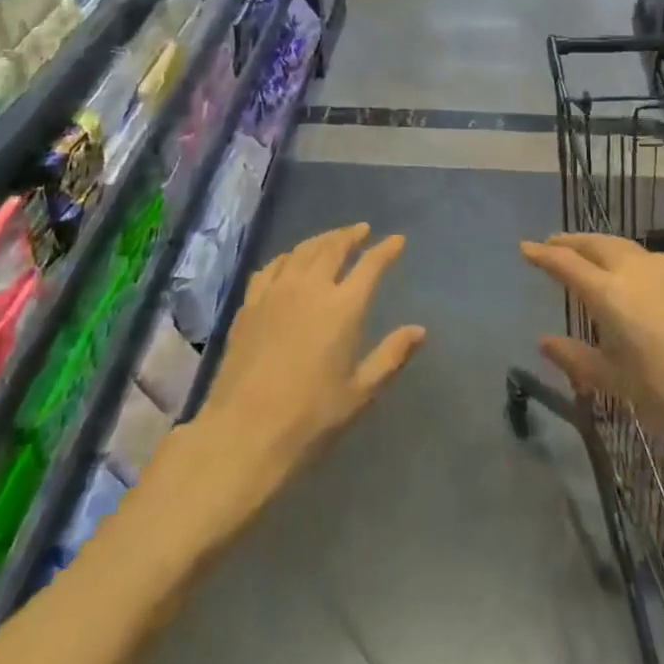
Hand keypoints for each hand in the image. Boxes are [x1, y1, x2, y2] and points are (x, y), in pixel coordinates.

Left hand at [125, 226, 424, 563]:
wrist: (244, 433)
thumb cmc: (310, 418)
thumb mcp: (360, 392)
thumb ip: (391, 356)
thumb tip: (419, 330)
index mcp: (343, 308)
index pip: (370, 266)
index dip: (386, 250)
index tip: (397, 240)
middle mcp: (310, 289)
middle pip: (333, 248)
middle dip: (351, 235)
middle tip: (362, 230)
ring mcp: (275, 293)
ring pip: (302, 251)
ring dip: (321, 240)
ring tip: (332, 238)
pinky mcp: (249, 305)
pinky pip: (271, 267)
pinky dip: (287, 256)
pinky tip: (289, 261)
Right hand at [520, 233, 663, 509]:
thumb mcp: (616, 381)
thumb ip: (576, 358)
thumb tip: (544, 341)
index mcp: (609, 293)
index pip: (566, 264)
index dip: (543, 254)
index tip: (525, 248)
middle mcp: (634, 270)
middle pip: (595, 244)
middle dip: (570, 241)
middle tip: (553, 244)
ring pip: (622, 246)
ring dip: (598, 244)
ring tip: (587, 252)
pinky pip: (646, 256)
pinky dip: (626, 255)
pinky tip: (631, 270)